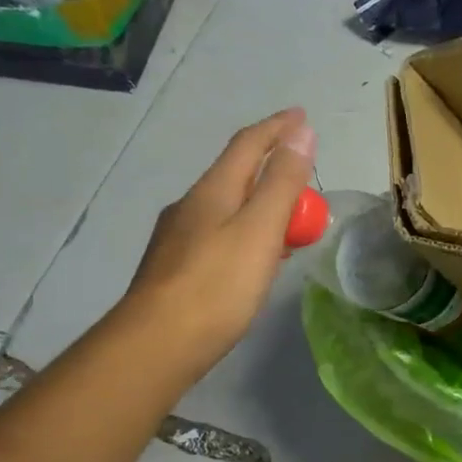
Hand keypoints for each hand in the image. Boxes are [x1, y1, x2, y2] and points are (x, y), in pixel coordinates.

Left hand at [121, 108, 317, 374]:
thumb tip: (301, 132)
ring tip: (286, 217)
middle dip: (271, 167)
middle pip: (236, 174)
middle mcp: (190, 206)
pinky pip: (220, 234)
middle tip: (304, 175)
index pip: (248, 144)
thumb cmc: (216, 286)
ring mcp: (178, 238)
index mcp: (212, 191)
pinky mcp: (176, 268)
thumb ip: (282, 183)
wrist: (156, 345)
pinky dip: (245, 232)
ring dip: (258, 202)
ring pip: (227, 206)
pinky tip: (254, 256)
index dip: (278, 128)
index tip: (303, 116)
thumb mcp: (259, 230)